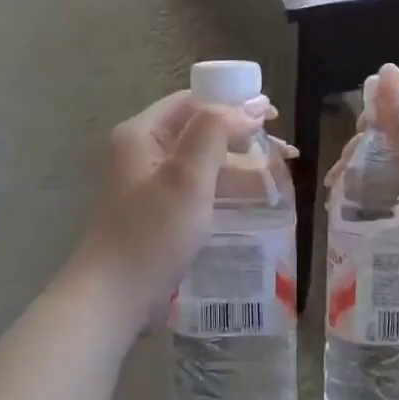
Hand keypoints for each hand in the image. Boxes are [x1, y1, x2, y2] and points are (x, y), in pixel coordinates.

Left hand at [73, 91, 268, 321]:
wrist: (115, 297)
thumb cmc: (152, 233)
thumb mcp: (187, 178)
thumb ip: (215, 132)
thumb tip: (249, 107)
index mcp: (140, 135)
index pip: (191, 102)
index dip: (232, 102)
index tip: (271, 116)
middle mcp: (140, 154)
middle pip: (198, 132)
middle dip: (242, 137)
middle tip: (282, 151)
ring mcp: (147, 187)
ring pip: (201, 164)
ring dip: (238, 166)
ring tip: (278, 177)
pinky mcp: (157, 215)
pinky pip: (196, 191)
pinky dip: (224, 190)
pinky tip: (253, 202)